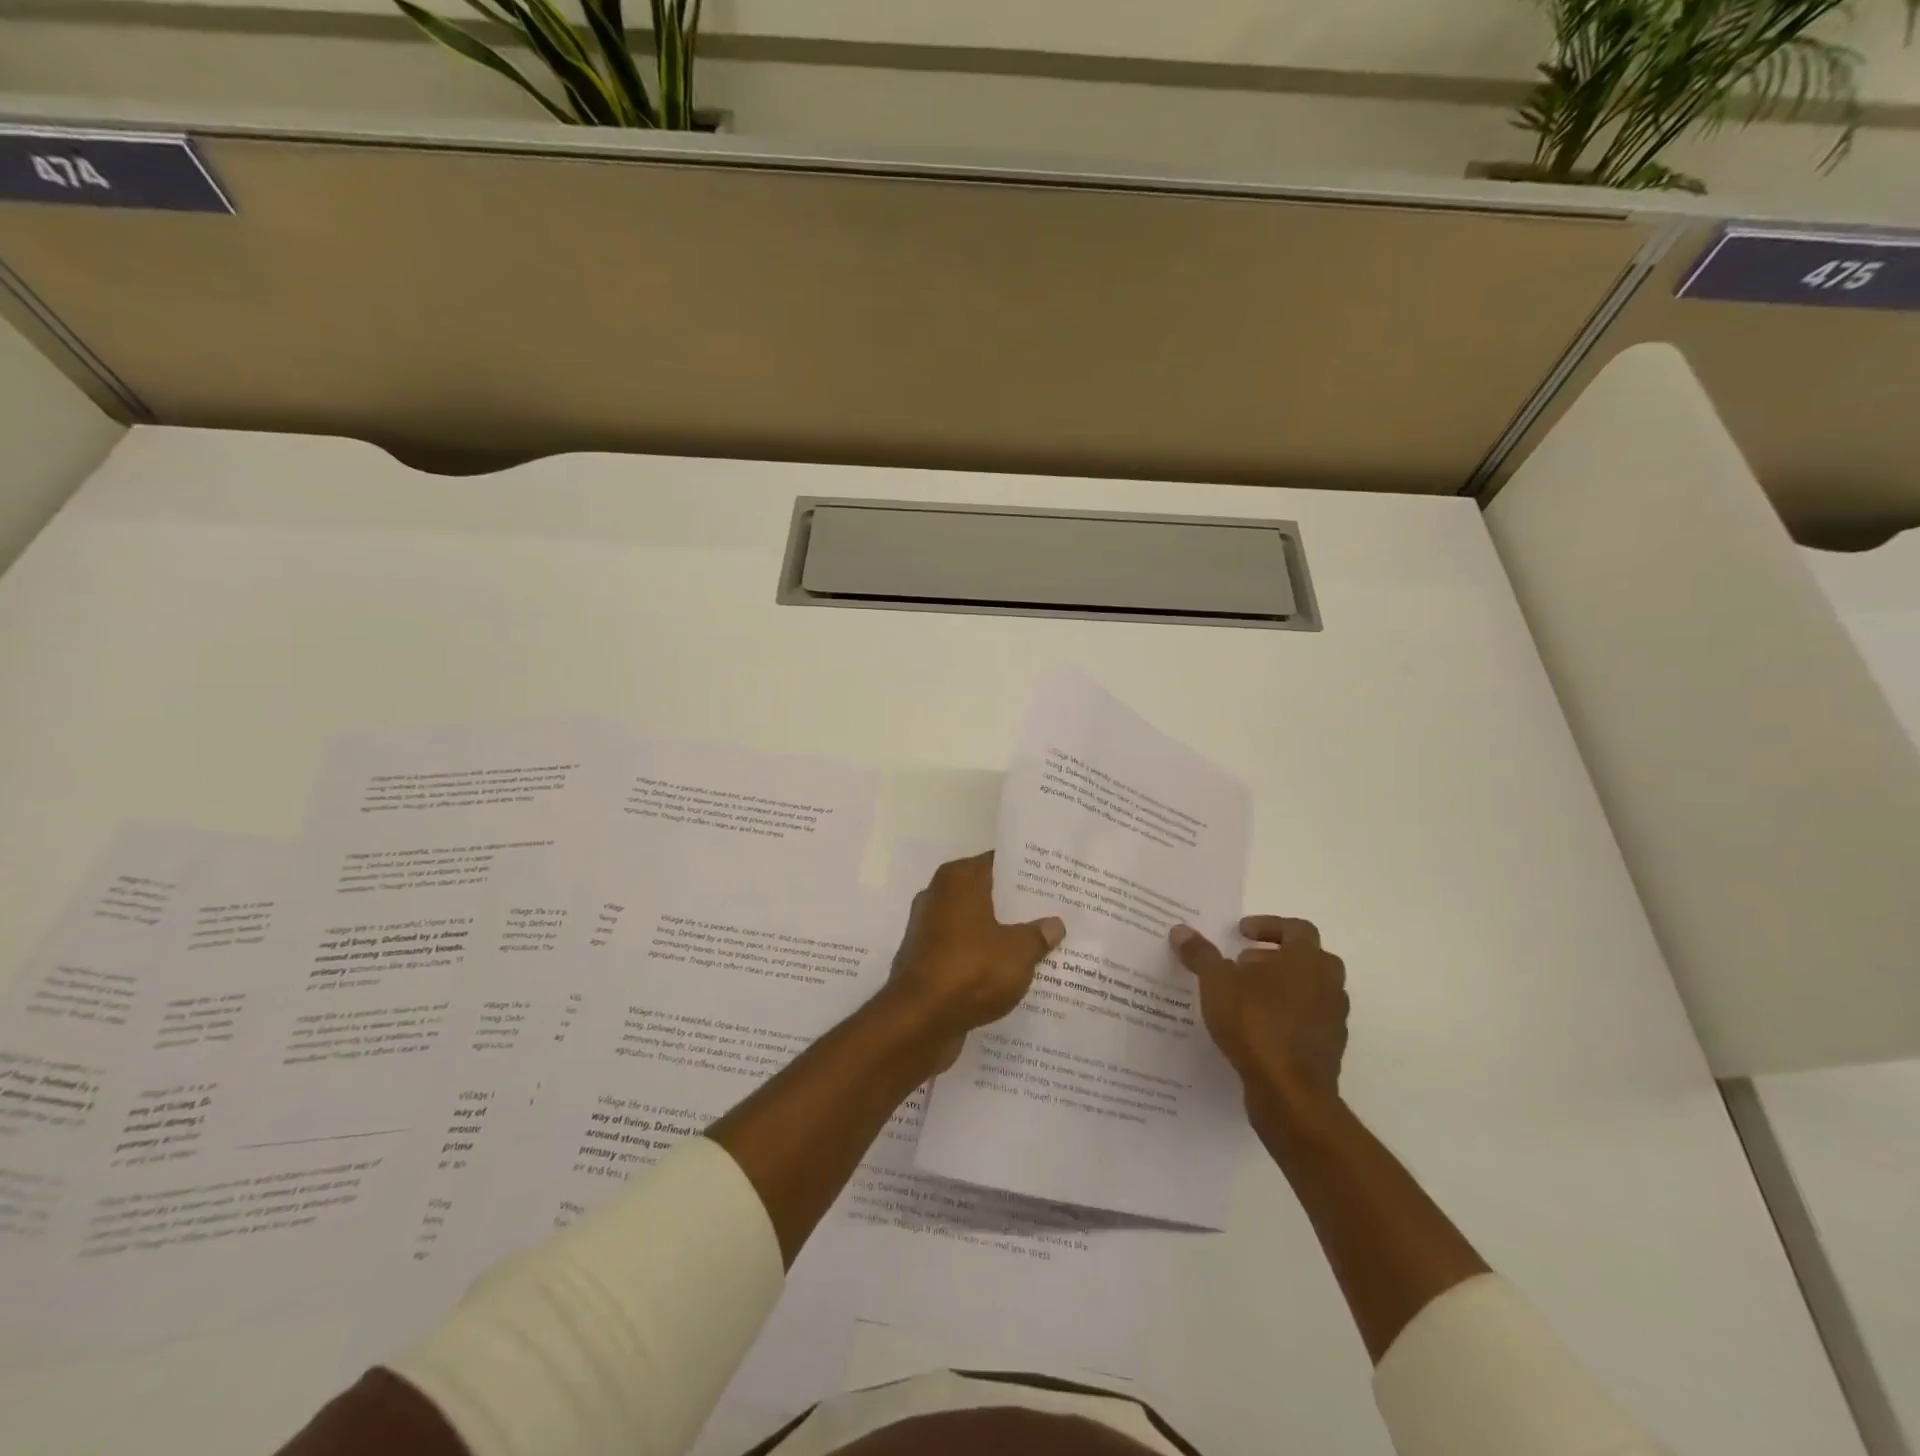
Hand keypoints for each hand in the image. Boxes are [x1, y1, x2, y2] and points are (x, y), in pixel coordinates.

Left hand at [881, 853, 1064, 1074]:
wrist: (918, 1021)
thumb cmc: (971, 970)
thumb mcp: (1018, 952)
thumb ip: (1038, 935)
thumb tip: (1054, 924)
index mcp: (958, 879)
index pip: (999, 863)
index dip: (1028, 872)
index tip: (1055, 880)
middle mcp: (938, 895)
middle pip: (986, 893)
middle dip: (1017, 905)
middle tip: (1055, 912)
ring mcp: (928, 929)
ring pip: (975, 924)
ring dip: (1000, 934)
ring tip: (1040, 943)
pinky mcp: (925, 960)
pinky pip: (963, 950)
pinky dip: (983, 957)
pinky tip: (1011, 971)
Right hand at [1170, 916, 1348, 1123]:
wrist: (1290, 1093)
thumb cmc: (1255, 1024)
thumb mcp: (1216, 983)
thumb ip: (1201, 954)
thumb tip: (1181, 930)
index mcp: (1307, 960)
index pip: (1296, 928)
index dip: (1268, 925)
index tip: (1241, 933)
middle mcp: (1328, 984)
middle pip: (1308, 958)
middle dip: (1275, 956)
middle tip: (1244, 963)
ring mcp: (1333, 1019)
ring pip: (1310, 990)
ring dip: (1281, 986)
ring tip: (1244, 996)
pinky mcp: (1328, 1049)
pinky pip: (1307, 1020)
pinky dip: (1285, 1015)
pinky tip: (1255, 1027)